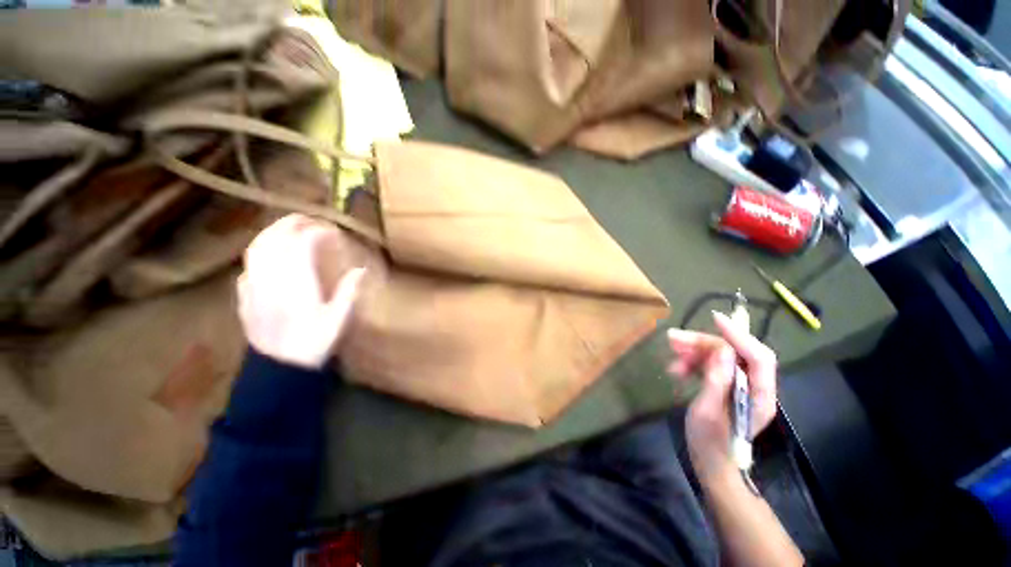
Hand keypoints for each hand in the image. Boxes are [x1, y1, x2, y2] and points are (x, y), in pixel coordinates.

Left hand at [237, 214, 364, 368]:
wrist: (279, 368)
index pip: (302, 244)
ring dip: (273, 233)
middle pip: (275, 239)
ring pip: (257, 248)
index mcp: (297, 282)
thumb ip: (350, 292)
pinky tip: (269, 256)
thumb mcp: (340, 319)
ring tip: (289, 229)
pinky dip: (260, 253)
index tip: (333, 232)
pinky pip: (248, 265)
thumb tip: (361, 270)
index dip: (318, 232)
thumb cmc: (314, 343)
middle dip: (292, 224)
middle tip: (311, 220)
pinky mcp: (245, 296)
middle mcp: (271, 278)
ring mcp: (253, 286)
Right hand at [667, 311, 777, 484]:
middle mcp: (753, 387)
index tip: (714, 319)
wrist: (711, 464)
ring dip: (695, 352)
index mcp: (758, 396)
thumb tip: (723, 349)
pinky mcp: (726, 387)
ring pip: (720, 357)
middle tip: (673, 339)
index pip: (758, 356)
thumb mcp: (708, 412)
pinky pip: (711, 366)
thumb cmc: (710, 443)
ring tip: (671, 354)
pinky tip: (676, 368)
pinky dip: (693, 363)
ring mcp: (740, 386)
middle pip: (734, 353)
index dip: (739, 335)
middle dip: (704, 343)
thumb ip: (717, 380)